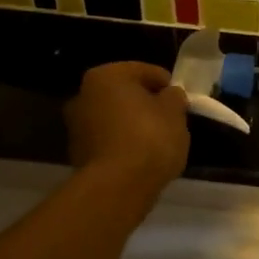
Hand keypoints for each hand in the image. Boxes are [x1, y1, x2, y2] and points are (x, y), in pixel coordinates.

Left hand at [65, 62, 189, 198]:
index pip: (145, 71)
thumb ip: (174, 97)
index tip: (181, 102)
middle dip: (146, 104)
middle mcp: (84, 94)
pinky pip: (108, 140)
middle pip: (125, 94)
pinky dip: (123, 143)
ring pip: (115, 117)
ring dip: (133, 124)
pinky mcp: (77, 153)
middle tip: (170, 119)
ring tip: (157, 141)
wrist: (118, 186)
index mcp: (106, 75)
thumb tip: (169, 95)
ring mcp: (76, 125)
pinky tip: (140, 157)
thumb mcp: (175, 112)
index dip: (167, 85)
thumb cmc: (149, 138)